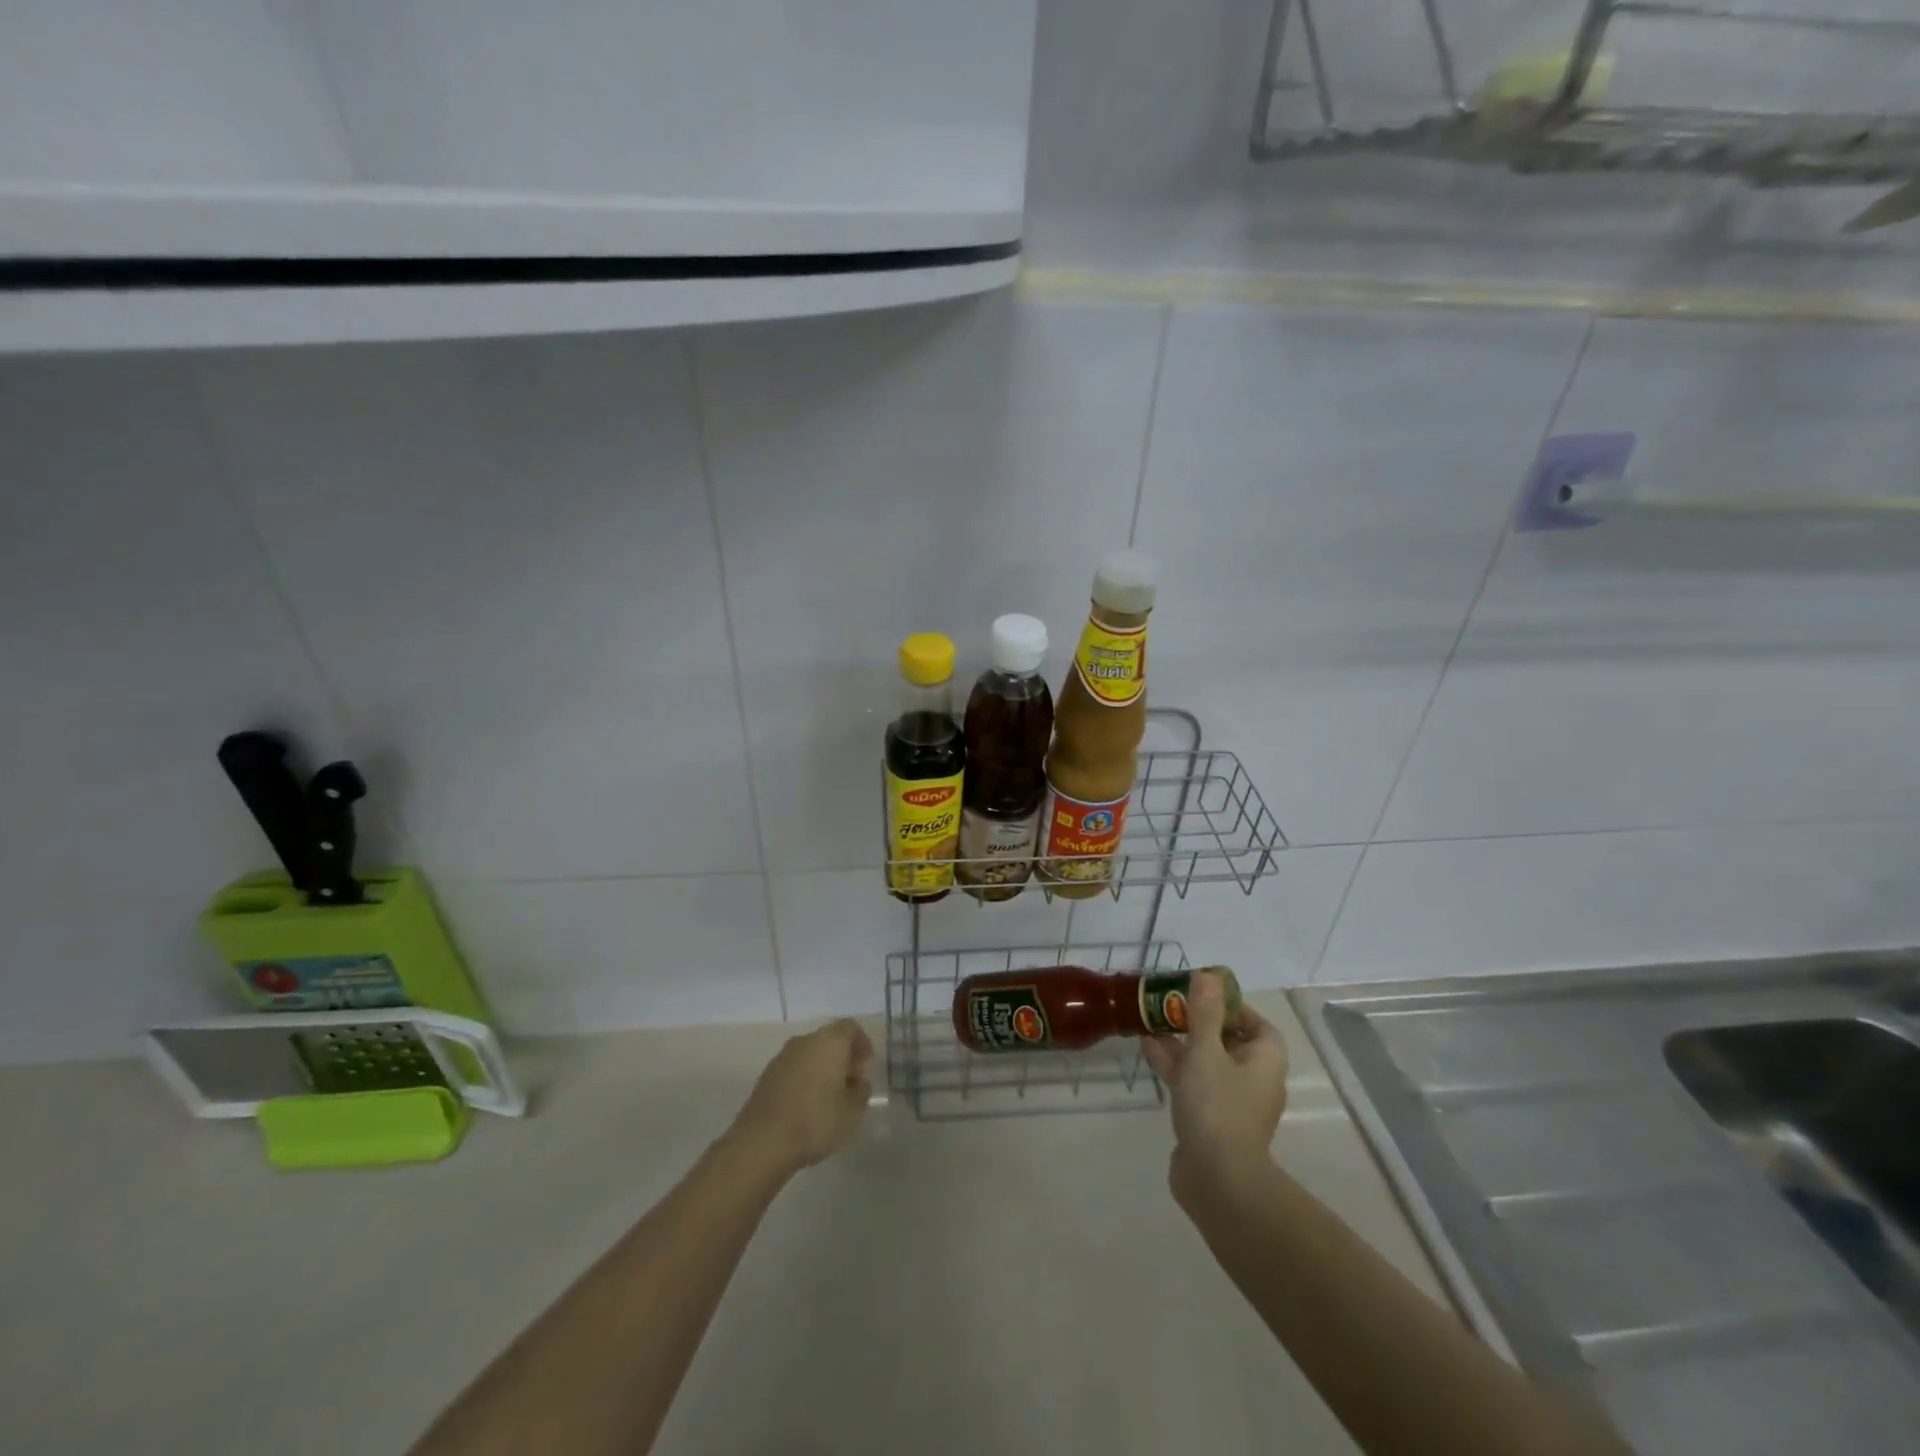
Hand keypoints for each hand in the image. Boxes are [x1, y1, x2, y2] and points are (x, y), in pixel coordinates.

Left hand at [729, 1019, 873, 1176]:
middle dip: (842, 1056)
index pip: (851, 1027)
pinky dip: (804, 1078)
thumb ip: (861, 1091)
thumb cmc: (816, 1121)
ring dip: (822, 1068)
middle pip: (829, 1038)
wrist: (762, 1142)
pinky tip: (807, 1105)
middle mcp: (805, 1041)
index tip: (866, 1064)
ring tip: (830, 1097)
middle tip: (851, 1082)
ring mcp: (782, 1057)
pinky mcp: (766, 1076)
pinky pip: (794, 1068)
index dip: (862, 1043)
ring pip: (810, 1053)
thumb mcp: (852, 1112)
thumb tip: (858, 1082)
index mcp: (829, 1042)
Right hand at [1140, 972, 1287, 1202]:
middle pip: (1228, 1041)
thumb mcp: (1206, 1051)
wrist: (1217, 1180)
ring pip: (1207, 1061)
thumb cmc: (1218, 1106)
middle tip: (1170, 1004)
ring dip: (1182, 1042)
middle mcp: (1254, 1079)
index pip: (1256, 1024)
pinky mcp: (1210, 1120)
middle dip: (1199, 1021)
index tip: (1202, 995)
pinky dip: (1176, 1065)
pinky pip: (1195, 1083)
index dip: (1232, 1007)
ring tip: (1151, 1021)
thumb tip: (1208, 975)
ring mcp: (1232, 1103)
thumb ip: (1204, 1013)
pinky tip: (1147, 1048)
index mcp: (1264, 1061)